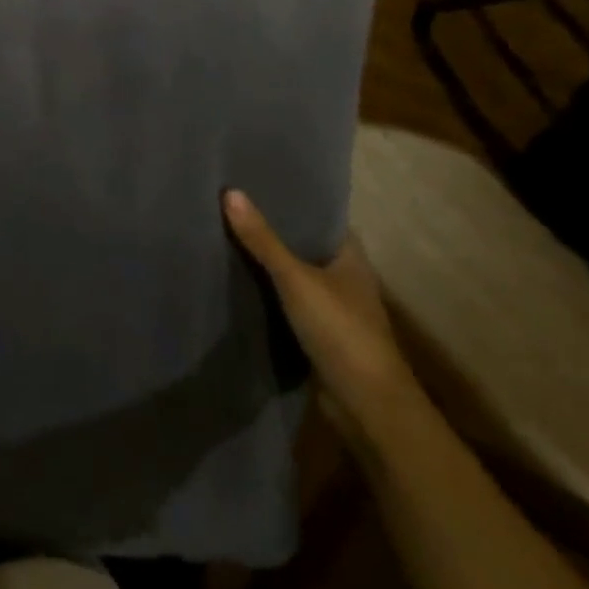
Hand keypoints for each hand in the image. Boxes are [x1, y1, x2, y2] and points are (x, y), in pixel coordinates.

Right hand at [222, 188, 424, 454]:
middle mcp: (344, 278)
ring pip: (293, 276)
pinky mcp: (316, 335)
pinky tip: (235, 283)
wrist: (366, 404)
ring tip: (223, 238)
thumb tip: (230, 192)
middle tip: (229, 207)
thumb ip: (263, 240)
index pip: (320, 217)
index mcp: (350, 257)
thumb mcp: (296, 279)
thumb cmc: (340, 330)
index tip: (255, 184)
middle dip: (272, 231)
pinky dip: (265, 294)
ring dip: (266, 264)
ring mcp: (332, 309)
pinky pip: (285, 304)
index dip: (292, 201)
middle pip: (303, 246)